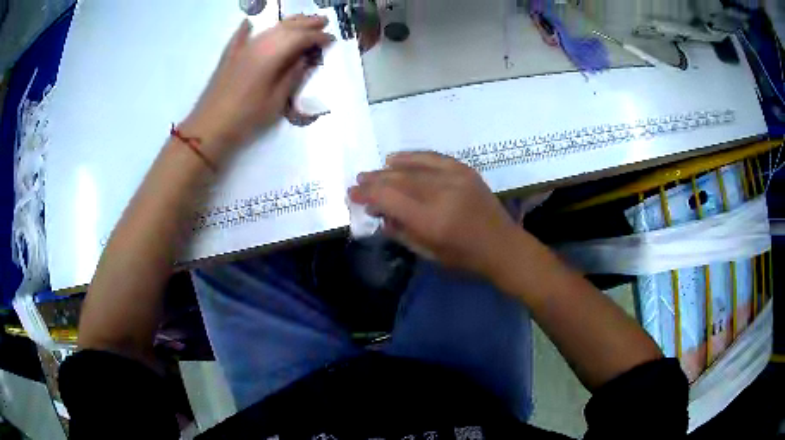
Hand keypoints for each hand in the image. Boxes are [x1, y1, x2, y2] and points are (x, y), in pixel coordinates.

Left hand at [181, 15, 333, 162]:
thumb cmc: (246, 118)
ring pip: (268, 29)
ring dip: (287, 23)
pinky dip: (247, 28)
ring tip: (302, 19)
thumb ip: (292, 76)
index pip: (300, 38)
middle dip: (306, 23)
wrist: (209, 128)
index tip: (332, 39)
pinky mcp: (229, 56)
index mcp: (271, 55)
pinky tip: (249, 22)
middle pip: (286, 28)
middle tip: (323, 21)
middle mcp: (257, 45)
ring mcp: (241, 48)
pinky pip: (240, 36)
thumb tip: (306, 58)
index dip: (317, 37)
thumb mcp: (276, 101)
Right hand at [349, 152, 520, 277]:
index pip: (391, 200)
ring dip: (388, 169)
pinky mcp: (465, 171)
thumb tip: (379, 213)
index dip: (368, 195)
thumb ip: (401, 232)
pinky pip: (433, 158)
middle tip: (357, 182)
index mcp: (432, 221)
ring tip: (371, 173)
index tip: (352, 194)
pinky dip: (412, 157)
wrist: (503, 246)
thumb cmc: (465, 259)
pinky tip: (396, 159)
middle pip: (399, 181)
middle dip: (374, 181)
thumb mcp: (428, 254)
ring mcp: (456, 179)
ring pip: (413, 168)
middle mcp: (442, 194)